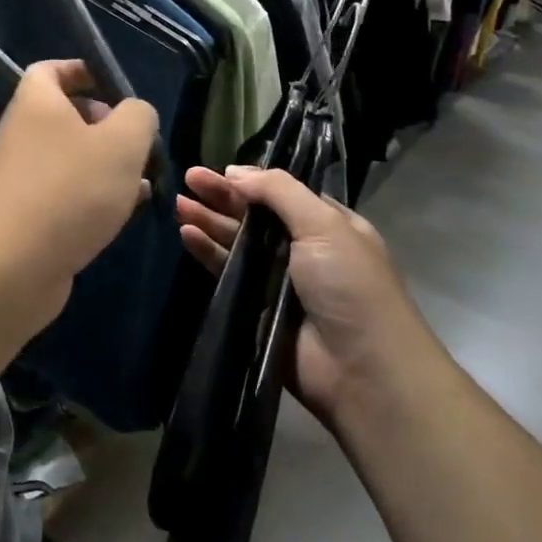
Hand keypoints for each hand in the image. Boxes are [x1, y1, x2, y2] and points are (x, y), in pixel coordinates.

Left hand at [0, 61, 157, 315]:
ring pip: (70, 158)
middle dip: (105, 125)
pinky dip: (92, 196)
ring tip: (142, 181)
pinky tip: (124, 213)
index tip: (114, 87)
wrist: (14, 264)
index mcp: (36, 103)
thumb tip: (134, 113)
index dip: (81, 70)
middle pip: (64, 115)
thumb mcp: (122, 143)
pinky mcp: (26, 213)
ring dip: (105, 165)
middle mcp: (21, 133)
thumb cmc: (71, 189)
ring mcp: (21, 175)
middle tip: (137, 143)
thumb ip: (138, 117)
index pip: (50, 69)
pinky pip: (64, 192)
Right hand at [176, 166, 429, 425]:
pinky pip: (227, 273)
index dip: (250, 181)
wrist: (362, 371)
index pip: (281, 194)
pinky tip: (188, 235)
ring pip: (236, 242)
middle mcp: (303, 250)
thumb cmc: (350, 286)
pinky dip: (207, 252)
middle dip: (222, 196)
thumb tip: (235, 171)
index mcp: (328, 226)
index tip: (218, 169)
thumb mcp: (324, 225)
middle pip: (254, 215)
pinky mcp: (257, 308)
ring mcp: (278, 280)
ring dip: (209, 221)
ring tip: (179, 204)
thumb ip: (279, 191)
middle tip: (188, 178)